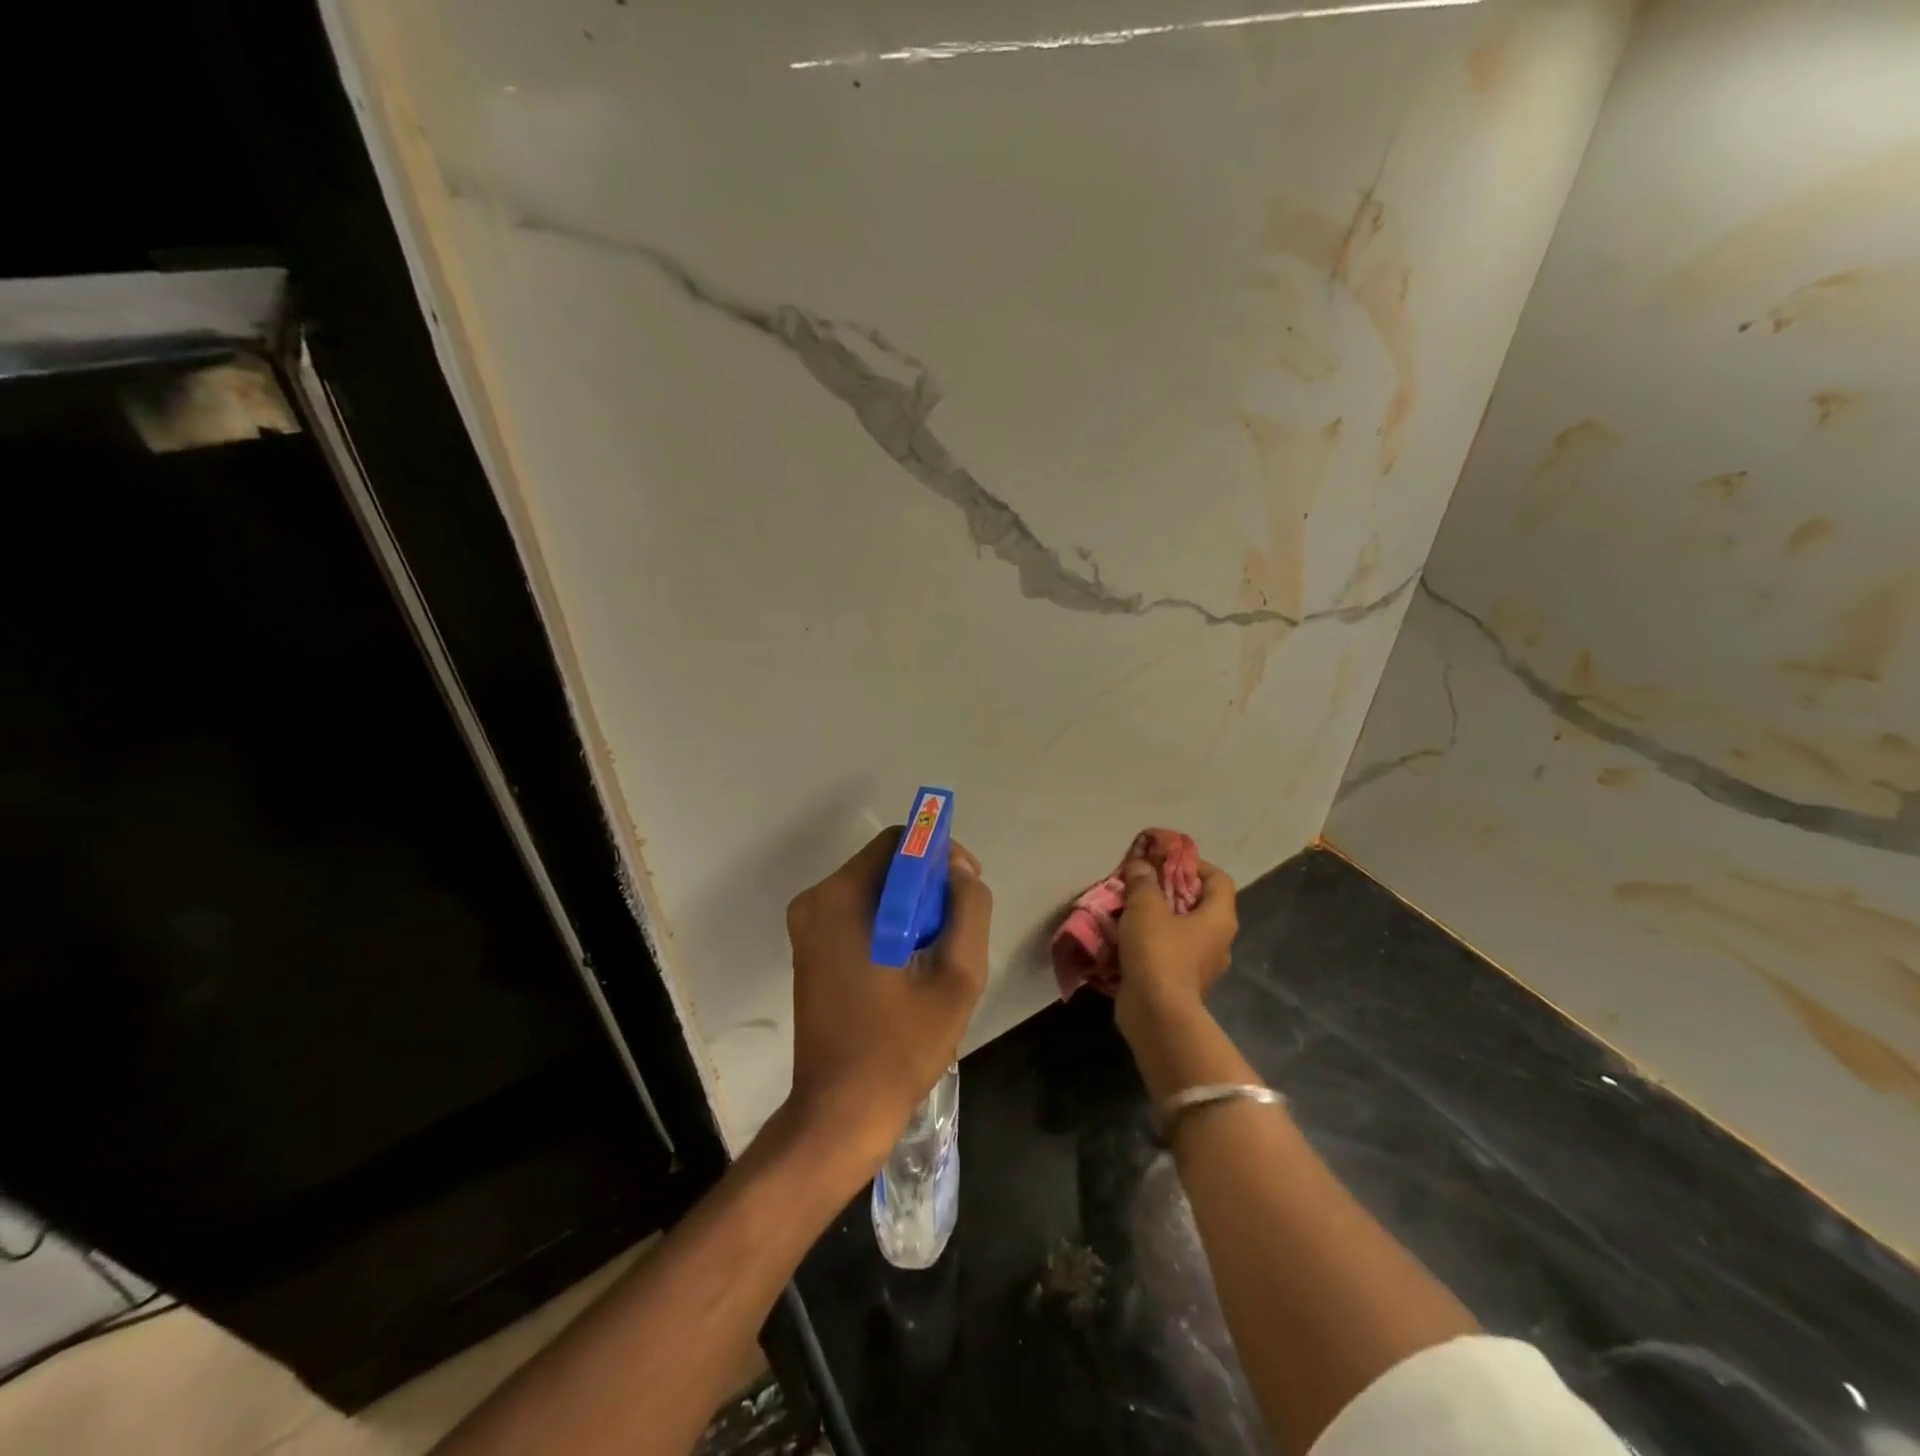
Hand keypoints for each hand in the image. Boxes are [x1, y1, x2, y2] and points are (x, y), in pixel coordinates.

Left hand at [783, 829, 991, 1170]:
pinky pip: (859, 914)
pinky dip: (890, 923)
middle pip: (884, 865)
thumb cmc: (899, 1047)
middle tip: (959, 925)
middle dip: (928, 884)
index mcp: (840, 900)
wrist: (840, 1113)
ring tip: (940, 950)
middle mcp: (815, 902)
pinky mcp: (810, 950)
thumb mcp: (956, 978)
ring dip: (912, 906)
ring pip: (874, 890)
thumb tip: (961, 875)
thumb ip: (968, 912)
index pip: (898, 842)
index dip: (940, 855)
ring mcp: (807, 927)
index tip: (967, 888)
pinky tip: (912, 962)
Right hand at [1114, 858, 1237, 1045]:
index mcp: (1220, 917)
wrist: (1157, 1014)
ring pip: (1182, 929)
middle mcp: (1219, 940)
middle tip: (1140, 882)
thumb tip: (1141, 865)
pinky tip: (1127, 938)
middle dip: (1169, 889)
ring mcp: (1202, 965)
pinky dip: (1152, 942)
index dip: (1193, 863)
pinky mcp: (1183, 983)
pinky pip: (1170, 952)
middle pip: (1198, 903)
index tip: (1164, 860)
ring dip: (1158, 917)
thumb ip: (1143, 881)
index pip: (1218, 878)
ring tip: (1129, 909)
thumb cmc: (1159, 952)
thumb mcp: (1145, 907)